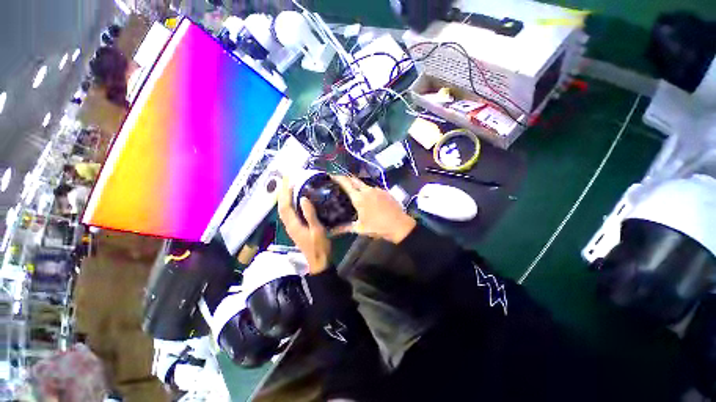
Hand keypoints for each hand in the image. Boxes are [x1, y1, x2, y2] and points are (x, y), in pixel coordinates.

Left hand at [278, 179, 330, 274]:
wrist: (319, 262)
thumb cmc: (319, 246)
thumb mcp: (317, 230)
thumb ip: (310, 215)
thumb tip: (303, 198)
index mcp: (293, 224)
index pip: (285, 205)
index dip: (285, 192)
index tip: (287, 179)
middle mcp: (289, 225)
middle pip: (281, 206)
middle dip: (282, 192)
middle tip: (286, 179)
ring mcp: (292, 227)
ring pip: (284, 209)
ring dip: (285, 197)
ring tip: (289, 186)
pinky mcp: (296, 228)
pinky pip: (289, 213)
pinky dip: (289, 203)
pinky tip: (295, 200)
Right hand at [332, 176, 415, 243]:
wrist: (400, 225)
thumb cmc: (378, 227)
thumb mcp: (360, 228)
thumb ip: (345, 228)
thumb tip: (331, 232)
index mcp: (359, 198)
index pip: (346, 183)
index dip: (338, 178)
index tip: (331, 175)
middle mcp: (368, 190)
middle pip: (354, 179)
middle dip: (346, 178)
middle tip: (339, 180)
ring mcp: (378, 189)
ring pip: (364, 184)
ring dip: (357, 185)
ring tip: (353, 190)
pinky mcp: (385, 191)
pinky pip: (373, 188)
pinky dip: (367, 190)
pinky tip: (368, 196)